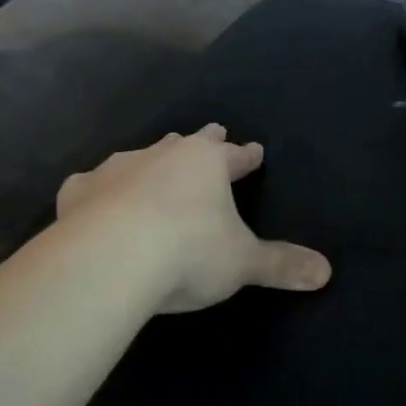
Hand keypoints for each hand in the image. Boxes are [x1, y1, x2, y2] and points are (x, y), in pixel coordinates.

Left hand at [56, 124, 331, 313]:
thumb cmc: (188, 252)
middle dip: (203, 141)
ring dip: (153, 161)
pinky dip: (101, 190)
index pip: (236, 156)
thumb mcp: (243, 263)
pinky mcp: (79, 191)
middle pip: (189, 143)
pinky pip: (93, 184)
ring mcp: (117, 169)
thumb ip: (281, 265)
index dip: (247, 156)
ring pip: (141, 155)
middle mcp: (163, 155)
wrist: (110, 259)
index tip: (255, 150)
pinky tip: (95, 196)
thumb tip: (326, 272)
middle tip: (213, 133)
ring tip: (155, 163)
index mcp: (207, 163)